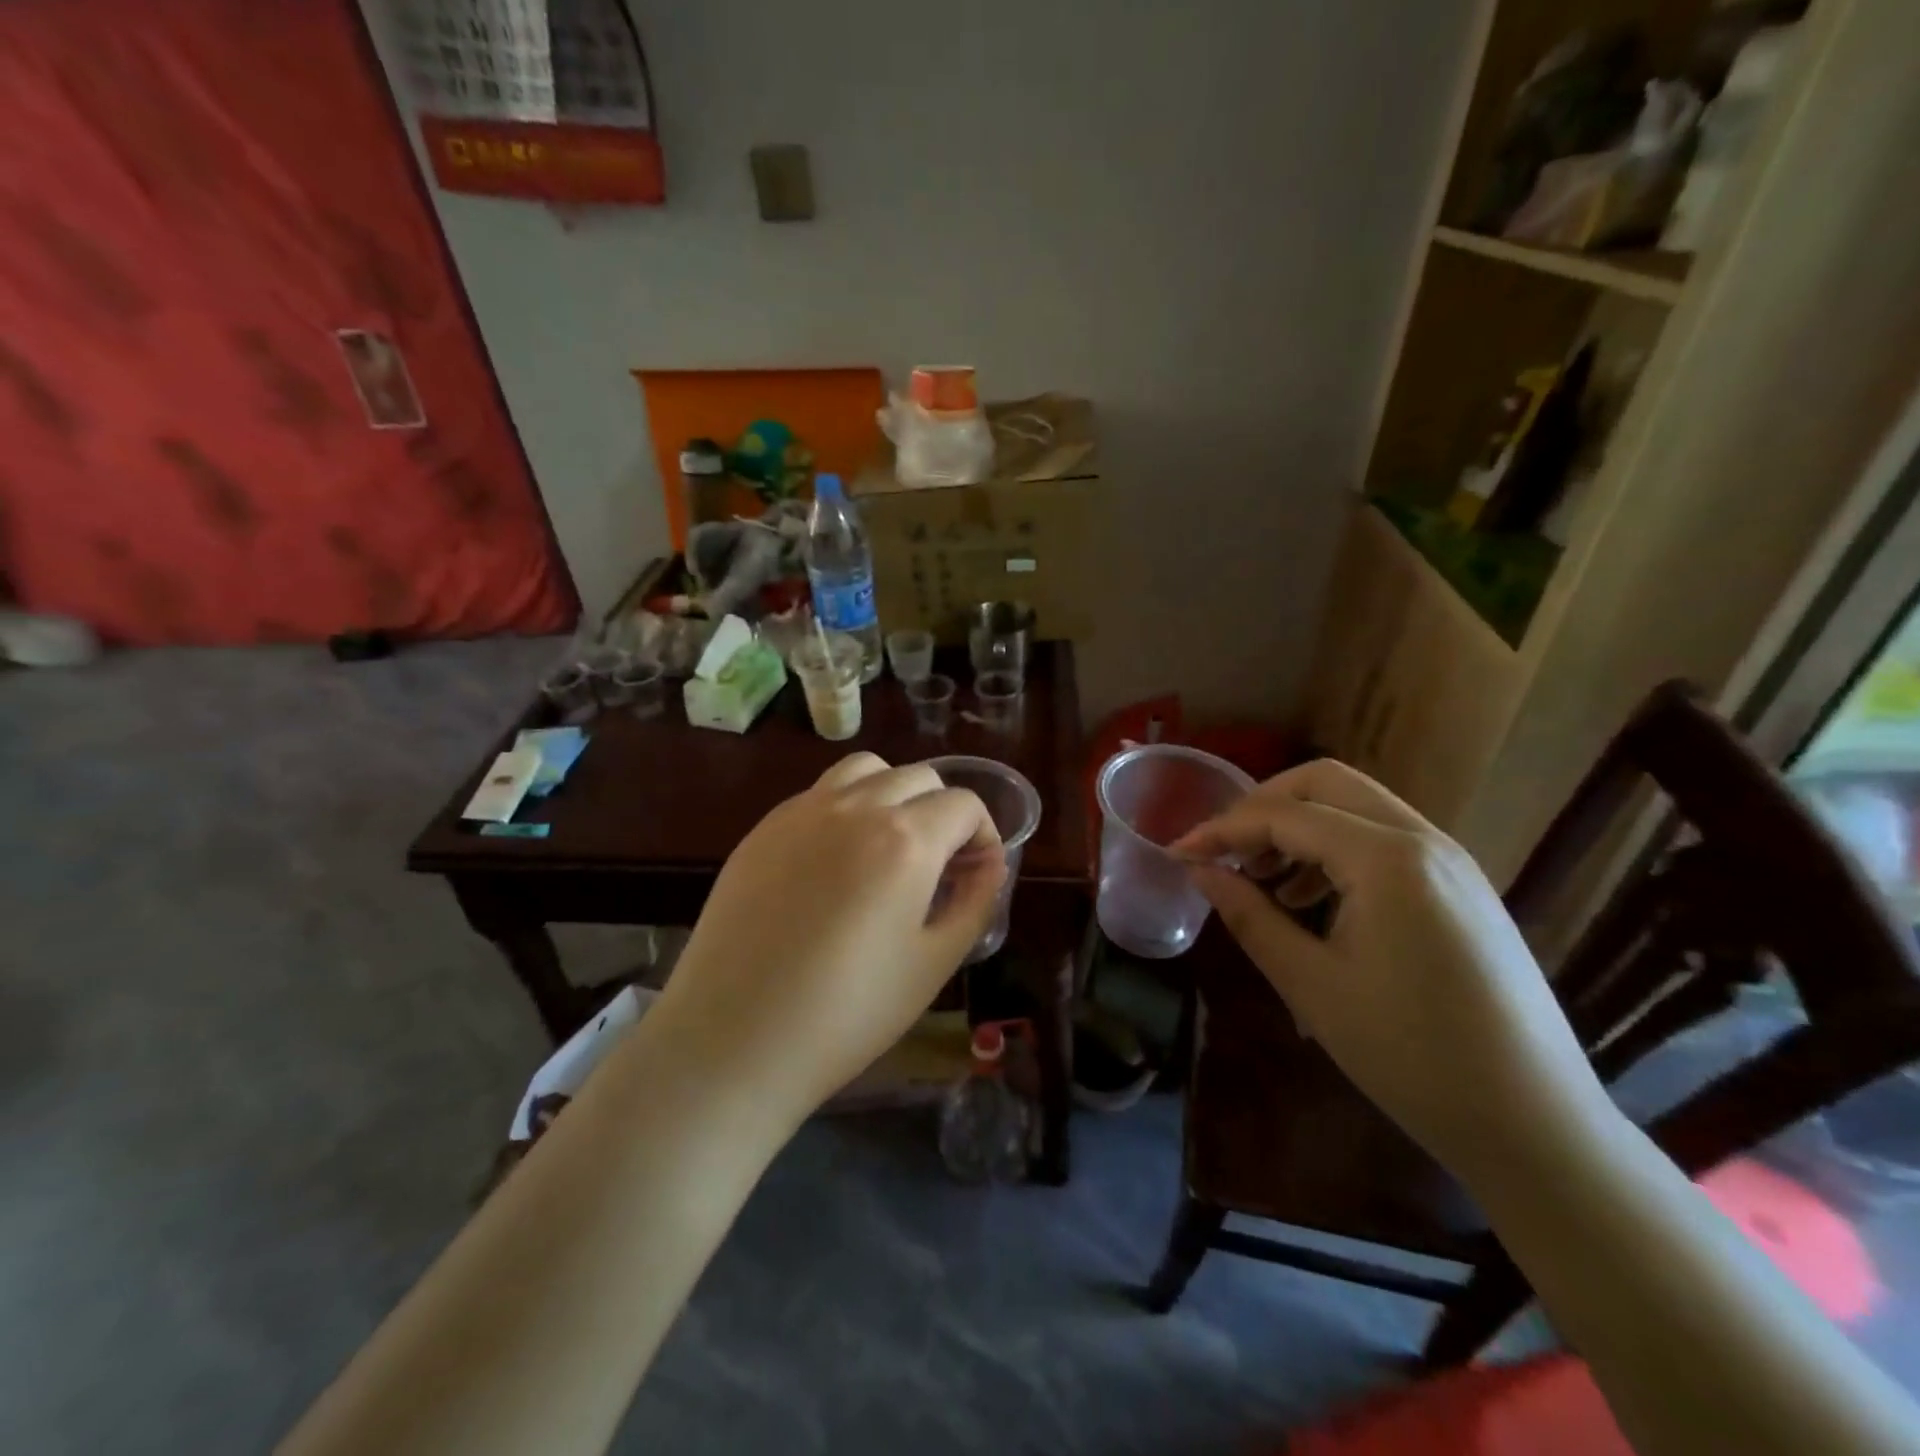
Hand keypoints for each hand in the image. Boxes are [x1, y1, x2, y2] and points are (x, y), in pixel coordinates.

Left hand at [651, 753, 1004, 1117]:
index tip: (976, 874)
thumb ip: (975, 901)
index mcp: (906, 839)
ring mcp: (803, 811)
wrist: (733, 1038)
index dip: (984, 835)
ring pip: (866, 770)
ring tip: (889, 845)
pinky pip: (820, 794)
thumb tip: (988, 864)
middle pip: (919, 777)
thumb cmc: (847, 1012)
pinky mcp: (764, 828)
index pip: (964, 804)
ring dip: (894, 794)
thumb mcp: (934, 963)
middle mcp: (856, 807)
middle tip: (940, 866)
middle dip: (944, 812)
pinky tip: (836, 862)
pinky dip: (847, 807)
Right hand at [1175, 759, 1609, 1174]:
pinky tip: (1309, 899)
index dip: (1222, 830)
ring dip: (1298, 826)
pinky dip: (1334, 849)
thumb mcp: (1311, 984)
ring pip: (1356, 807)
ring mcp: (1450, 860)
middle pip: (1324, 783)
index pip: (1283, 815)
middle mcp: (1423, 839)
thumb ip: (1249, 916)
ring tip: (1260, 879)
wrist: (1536, 1124)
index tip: (1178, 853)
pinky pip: (1384, 839)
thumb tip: (1200, 872)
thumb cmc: (1410, 1054)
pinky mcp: (1461, 886)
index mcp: (1386, 859)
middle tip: (1223, 849)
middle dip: (1261, 806)